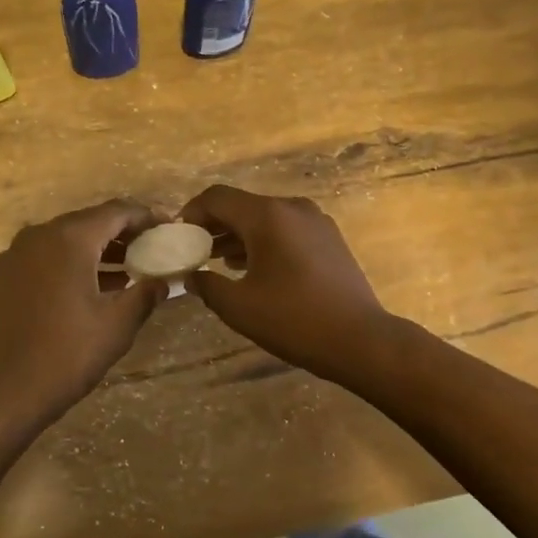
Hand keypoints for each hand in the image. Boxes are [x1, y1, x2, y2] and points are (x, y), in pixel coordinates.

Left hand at [0, 200, 167, 435]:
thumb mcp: (117, 325)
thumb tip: (164, 281)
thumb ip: (145, 294)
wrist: (2, 393)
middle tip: (155, 247)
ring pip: (68, 239)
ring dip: (100, 248)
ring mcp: (18, 255)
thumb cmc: (66, 355)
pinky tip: (96, 284)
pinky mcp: (6, 276)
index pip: (117, 211)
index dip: (147, 217)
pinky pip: (49, 256)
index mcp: (69, 239)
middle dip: (125, 232)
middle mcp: (40, 235)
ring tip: (132, 267)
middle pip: (91, 221)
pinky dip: (76, 261)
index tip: (170, 227)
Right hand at [179, 185, 394, 383]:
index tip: (176, 236)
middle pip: (241, 205)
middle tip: (193, 251)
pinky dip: (263, 242)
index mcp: (267, 216)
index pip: (217, 198)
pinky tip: (251, 268)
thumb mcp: (239, 307)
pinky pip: (285, 229)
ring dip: (238, 235)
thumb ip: (207, 285)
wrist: (361, 340)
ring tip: (217, 262)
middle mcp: (292, 208)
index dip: (191, 213)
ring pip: (265, 218)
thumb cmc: (294, 320)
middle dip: (214, 226)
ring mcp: (315, 221)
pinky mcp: (329, 238)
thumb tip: (192, 275)